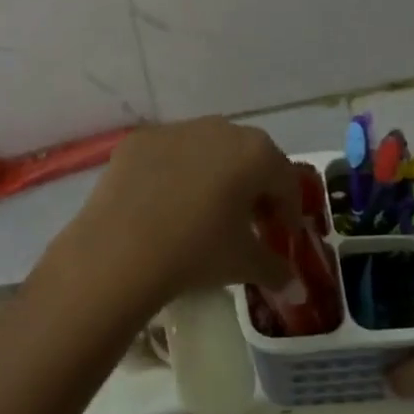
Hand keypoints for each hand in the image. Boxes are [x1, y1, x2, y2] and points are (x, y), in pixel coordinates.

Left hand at [44, 119, 301, 317]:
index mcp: (256, 153)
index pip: (285, 180)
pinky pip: (169, 153)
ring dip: (215, 175)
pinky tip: (165, 204)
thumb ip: (276, 269)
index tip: (282, 236)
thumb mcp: (245, 264)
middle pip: (248, 157)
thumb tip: (293, 284)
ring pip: (208, 149)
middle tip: (248, 222)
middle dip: (254, 188)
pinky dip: (175, 172)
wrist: (120, 250)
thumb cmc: (197, 252)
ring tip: (205, 212)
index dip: (288, 211)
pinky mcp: (140, 139)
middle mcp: (220, 129)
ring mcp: (176, 129)